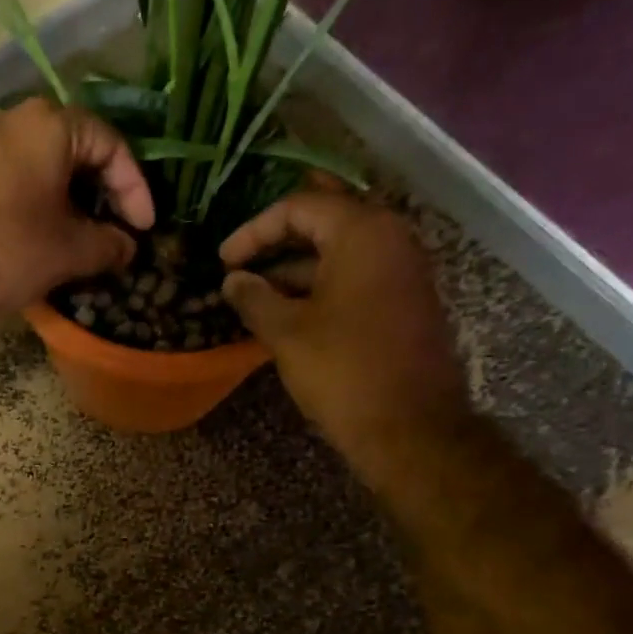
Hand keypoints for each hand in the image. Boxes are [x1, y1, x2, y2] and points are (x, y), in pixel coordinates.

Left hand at [0, 97, 154, 328]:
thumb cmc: (6, 250)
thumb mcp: (70, 252)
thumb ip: (109, 245)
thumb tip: (128, 246)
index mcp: (51, 124)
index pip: (112, 146)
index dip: (136, 190)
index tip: (144, 230)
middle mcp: (16, 120)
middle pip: (78, 151)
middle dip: (103, 196)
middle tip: (117, 234)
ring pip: (46, 167)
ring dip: (72, 203)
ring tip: (85, 243)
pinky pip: (18, 181)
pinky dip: (41, 206)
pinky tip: (45, 240)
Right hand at [220, 189, 469, 483]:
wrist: (408, 426)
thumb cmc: (343, 370)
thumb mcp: (286, 333)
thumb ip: (254, 299)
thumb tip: (232, 280)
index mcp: (362, 233)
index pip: (300, 207)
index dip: (254, 230)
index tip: (223, 260)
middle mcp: (390, 239)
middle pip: (324, 224)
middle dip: (276, 244)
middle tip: (238, 267)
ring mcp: (402, 271)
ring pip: (339, 254)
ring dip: (295, 270)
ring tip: (253, 296)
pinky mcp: (404, 302)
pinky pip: (355, 278)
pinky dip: (319, 288)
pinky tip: (287, 314)